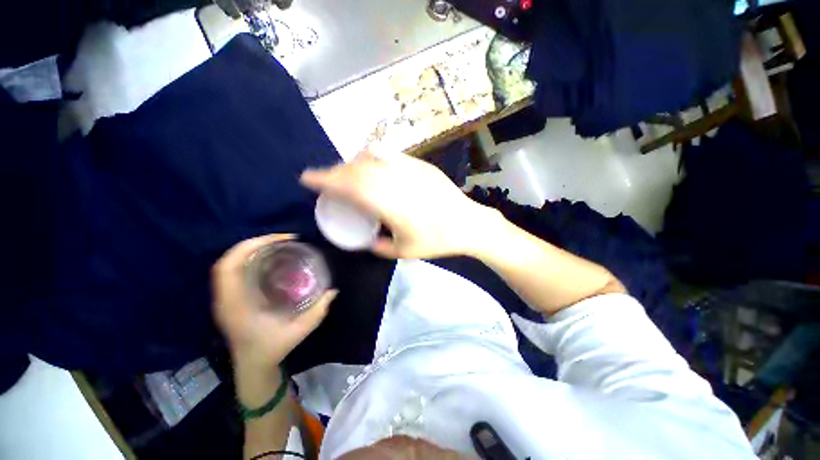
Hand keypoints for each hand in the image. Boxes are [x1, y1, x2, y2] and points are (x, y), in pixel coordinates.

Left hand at [212, 234, 336, 370]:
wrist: (252, 366)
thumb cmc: (271, 349)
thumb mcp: (299, 331)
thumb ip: (318, 311)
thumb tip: (333, 291)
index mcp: (236, 305)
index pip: (228, 267)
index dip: (250, 247)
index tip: (280, 241)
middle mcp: (225, 298)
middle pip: (226, 261)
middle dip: (252, 243)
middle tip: (282, 239)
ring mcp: (225, 298)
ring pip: (227, 264)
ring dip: (249, 249)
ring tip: (276, 244)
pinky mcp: (230, 298)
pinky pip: (233, 271)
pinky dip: (248, 258)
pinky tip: (267, 258)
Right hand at [300, 153, 494, 258]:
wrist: (467, 223)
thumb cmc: (437, 240)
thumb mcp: (405, 251)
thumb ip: (380, 247)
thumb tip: (368, 241)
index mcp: (390, 205)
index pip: (350, 186)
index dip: (325, 179)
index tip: (307, 178)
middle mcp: (397, 182)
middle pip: (357, 169)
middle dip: (335, 171)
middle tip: (326, 179)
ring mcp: (410, 169)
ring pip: (372, 158)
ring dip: (353, 164)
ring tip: (348, 173)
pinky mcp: (421, 164)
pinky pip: (390, 156)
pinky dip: (374, 159)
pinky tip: (373, 168)